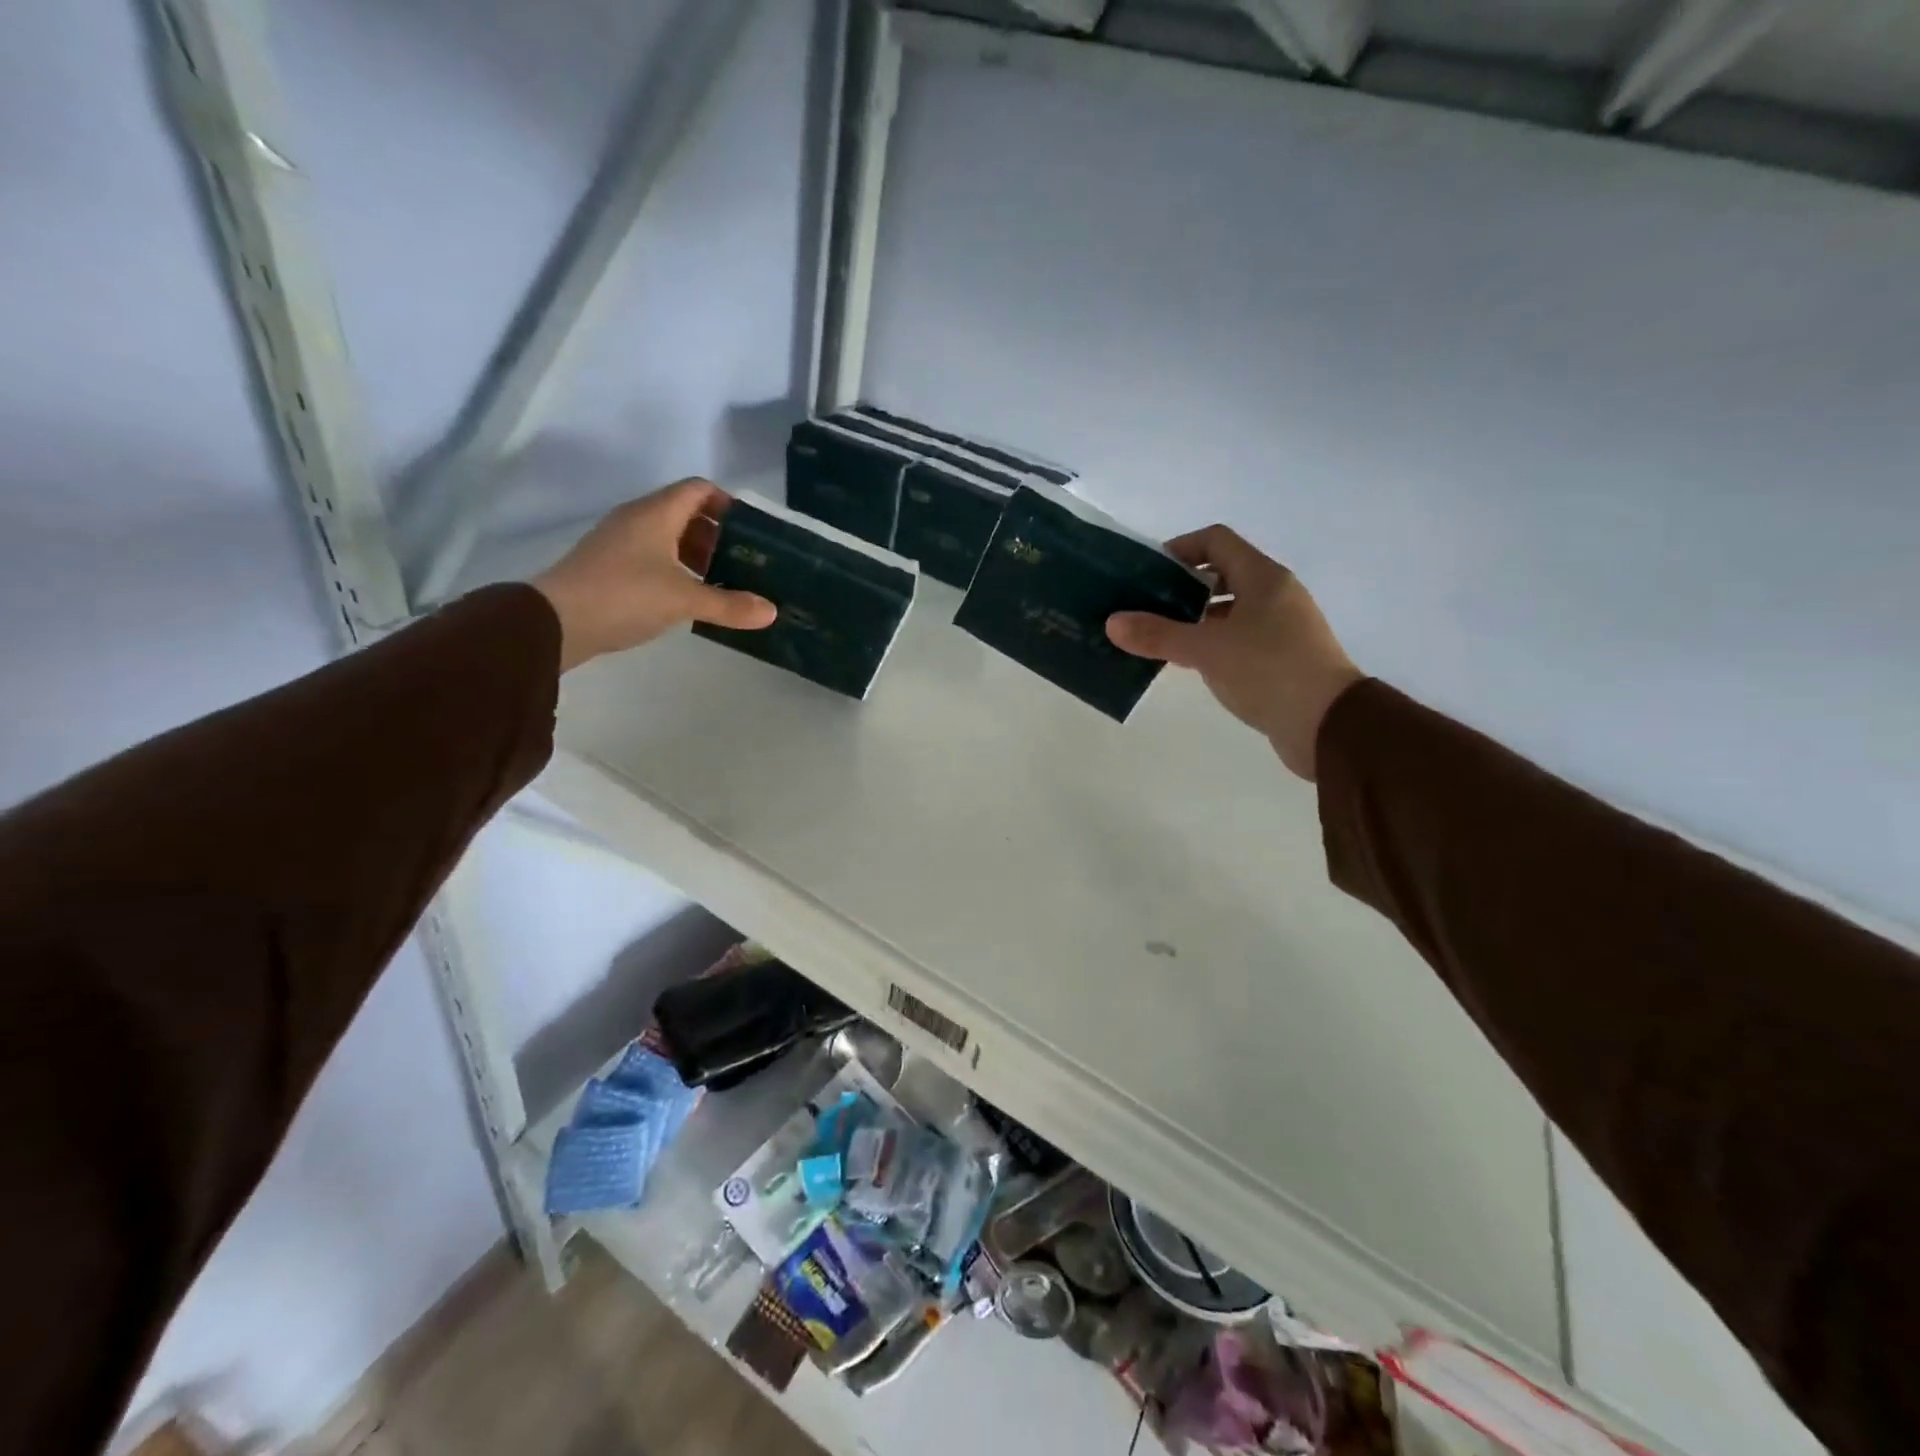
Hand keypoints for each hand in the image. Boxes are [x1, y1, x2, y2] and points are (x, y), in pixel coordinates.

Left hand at [532, 479, 775, 671]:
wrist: (555, 621)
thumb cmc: (625, 595)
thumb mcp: (684, 600)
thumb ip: (729, 604)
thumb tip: (771, 612)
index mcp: (656, 513)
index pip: (699, 490)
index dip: (728, 504)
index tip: (753, 531)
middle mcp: (637, 519)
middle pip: (685, 513)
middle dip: (717, 535)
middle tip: (744, 562)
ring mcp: (619, 542)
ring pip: (668, 537)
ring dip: (696, 555)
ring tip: (722, 582)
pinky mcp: (609, 567)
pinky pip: (652, 557)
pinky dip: (676, 570)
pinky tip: (689, 597)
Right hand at [1107, 525, 1362, 779]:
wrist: (1329, 726)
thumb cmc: (1271, 672)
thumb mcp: (1207, 650)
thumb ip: (1159, 634)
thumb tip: (1112, 622)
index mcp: (1263, 578)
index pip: (1216, 541)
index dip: (1180, 549)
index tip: (1147, 573)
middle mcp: (1274, 595)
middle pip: (1220, 575)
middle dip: (1180, 587)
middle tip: (1144, 607)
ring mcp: (1280, 628)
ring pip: (1227, 611)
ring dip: (1192, 619)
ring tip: (1156, 636)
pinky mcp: (1279, 659)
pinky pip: (1236, 639)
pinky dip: (1209, 644)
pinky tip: (1184, 663)